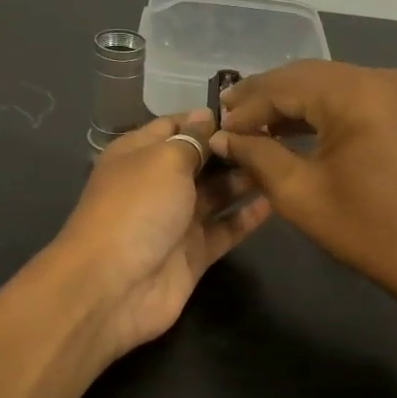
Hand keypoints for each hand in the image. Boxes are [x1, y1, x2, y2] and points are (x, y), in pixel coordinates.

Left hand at [53, 111, 271, 356]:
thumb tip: (206, 116)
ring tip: (281, 163)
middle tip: (276, 137)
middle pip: (200, 160)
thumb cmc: (137, 208)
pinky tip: (276, 200)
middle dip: (232, 149)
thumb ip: (191, 139)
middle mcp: (157, 184)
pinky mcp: (194, 253)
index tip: (248, 111)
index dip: (206, 119)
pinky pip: (225, 229)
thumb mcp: (163, 160)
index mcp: (138, 155)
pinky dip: (247, 216)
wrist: (114, 286)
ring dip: (244, 179)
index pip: (174, 126)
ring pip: (216, 194)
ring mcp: (176, 221)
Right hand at [208, 62, 396, 319]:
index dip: (246, 106)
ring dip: (292, 103)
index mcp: (357, 94)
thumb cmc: (369, 232)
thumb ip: (256, 156)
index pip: (285, 85)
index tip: (216, 127)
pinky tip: (294, 128)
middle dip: (266, 97)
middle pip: (308, 76)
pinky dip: (322, 110)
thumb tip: (222, 137)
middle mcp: (382, 78)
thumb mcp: (299, 195)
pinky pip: (354, 97)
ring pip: (331, 84)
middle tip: (228, 118)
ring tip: (253, 124)